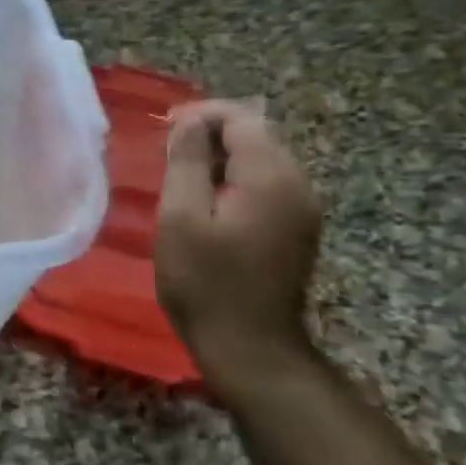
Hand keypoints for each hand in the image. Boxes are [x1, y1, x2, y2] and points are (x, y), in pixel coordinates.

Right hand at [155, 100, 321, 386]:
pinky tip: (206, 200)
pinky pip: (267, 185)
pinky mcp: (297, 230)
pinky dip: (235, 179)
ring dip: (222, 157)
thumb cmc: (205, 282)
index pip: (242, 119)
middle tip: (166, 150)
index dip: (201, 115)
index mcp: (271, 177)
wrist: (250, 348)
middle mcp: (298, 185)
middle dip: (211, 133)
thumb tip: (190, 123)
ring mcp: (303, 209)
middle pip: (257, 135)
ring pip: (262, 160)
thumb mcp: (181, 218)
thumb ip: (187, 162)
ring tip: (180, 173)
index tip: (162, 129)